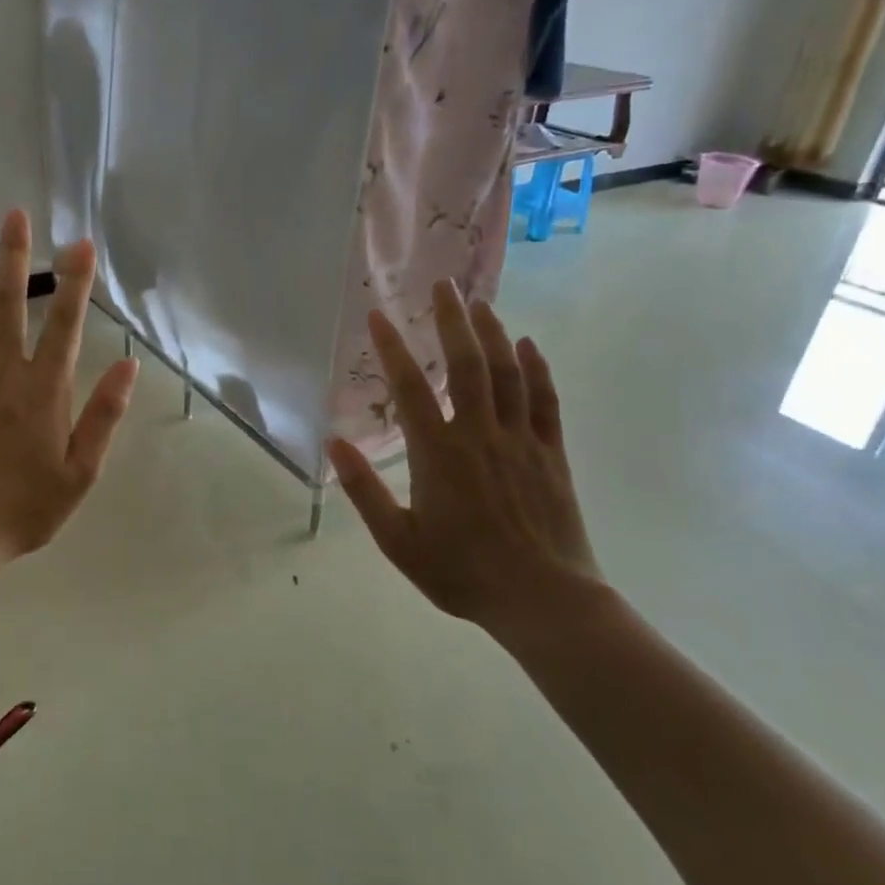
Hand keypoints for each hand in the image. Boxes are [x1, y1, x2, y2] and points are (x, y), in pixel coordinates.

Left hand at [0, 208, 138, 570]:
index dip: (75, 280)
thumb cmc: (25, 506)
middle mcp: (2, 370)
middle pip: (9, 302)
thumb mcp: (82, 471)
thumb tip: (128, 366)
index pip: (65, 323)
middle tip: (17, 214)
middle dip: (16, 255)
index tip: (80, 242)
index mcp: (43, 388)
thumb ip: (104, 415)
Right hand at [326, 282, 600, 638]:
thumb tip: (333, 442)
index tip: (378, 315)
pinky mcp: (551, 453)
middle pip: (466, 364)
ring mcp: (520, 440)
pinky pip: (545, 400)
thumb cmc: (462, 572)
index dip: (392, 349)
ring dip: (492, 333)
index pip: (410, 389)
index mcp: (438, 454)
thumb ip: (365, 490)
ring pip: (507, 373)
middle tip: (443, 285)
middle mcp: (479, 434)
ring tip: (479, 302)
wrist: (542, 600)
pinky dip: (537, 369)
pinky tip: (529, 345)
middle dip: (452, 320)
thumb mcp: (398, 541)